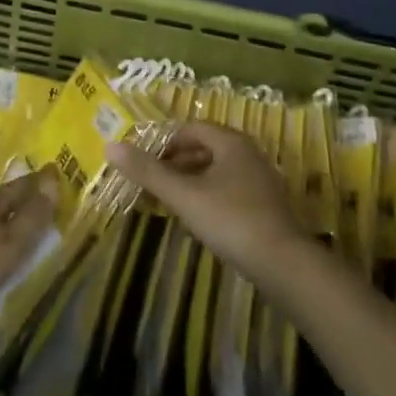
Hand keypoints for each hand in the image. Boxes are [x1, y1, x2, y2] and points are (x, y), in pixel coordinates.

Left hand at [0, 167, 57, 317]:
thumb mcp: (10, 244)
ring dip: (7, 207)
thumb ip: (32, 216)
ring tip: (20, 209)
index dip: (42, 181)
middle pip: (7, 193)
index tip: (57, 171)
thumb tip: (54, 180)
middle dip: (24, 190)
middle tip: (43, 187)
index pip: (24, 185)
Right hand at [106, 122, 307, 277]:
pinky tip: (199, 220)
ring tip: (170, 201)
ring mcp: (261, 181)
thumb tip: (110, 146)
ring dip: (192, 181)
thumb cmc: (231, 220)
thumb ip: (148, 172)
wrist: (285, 266)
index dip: (165, 143)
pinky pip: (230, 191)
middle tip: (153, 182)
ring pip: (218, 171)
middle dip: (177, 162)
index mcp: (230, 142)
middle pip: (205, 148)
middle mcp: (248, 154)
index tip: (145, 163)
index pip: (191, 129)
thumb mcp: (184, 196)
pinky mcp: (267, 208)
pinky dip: (210, 197)